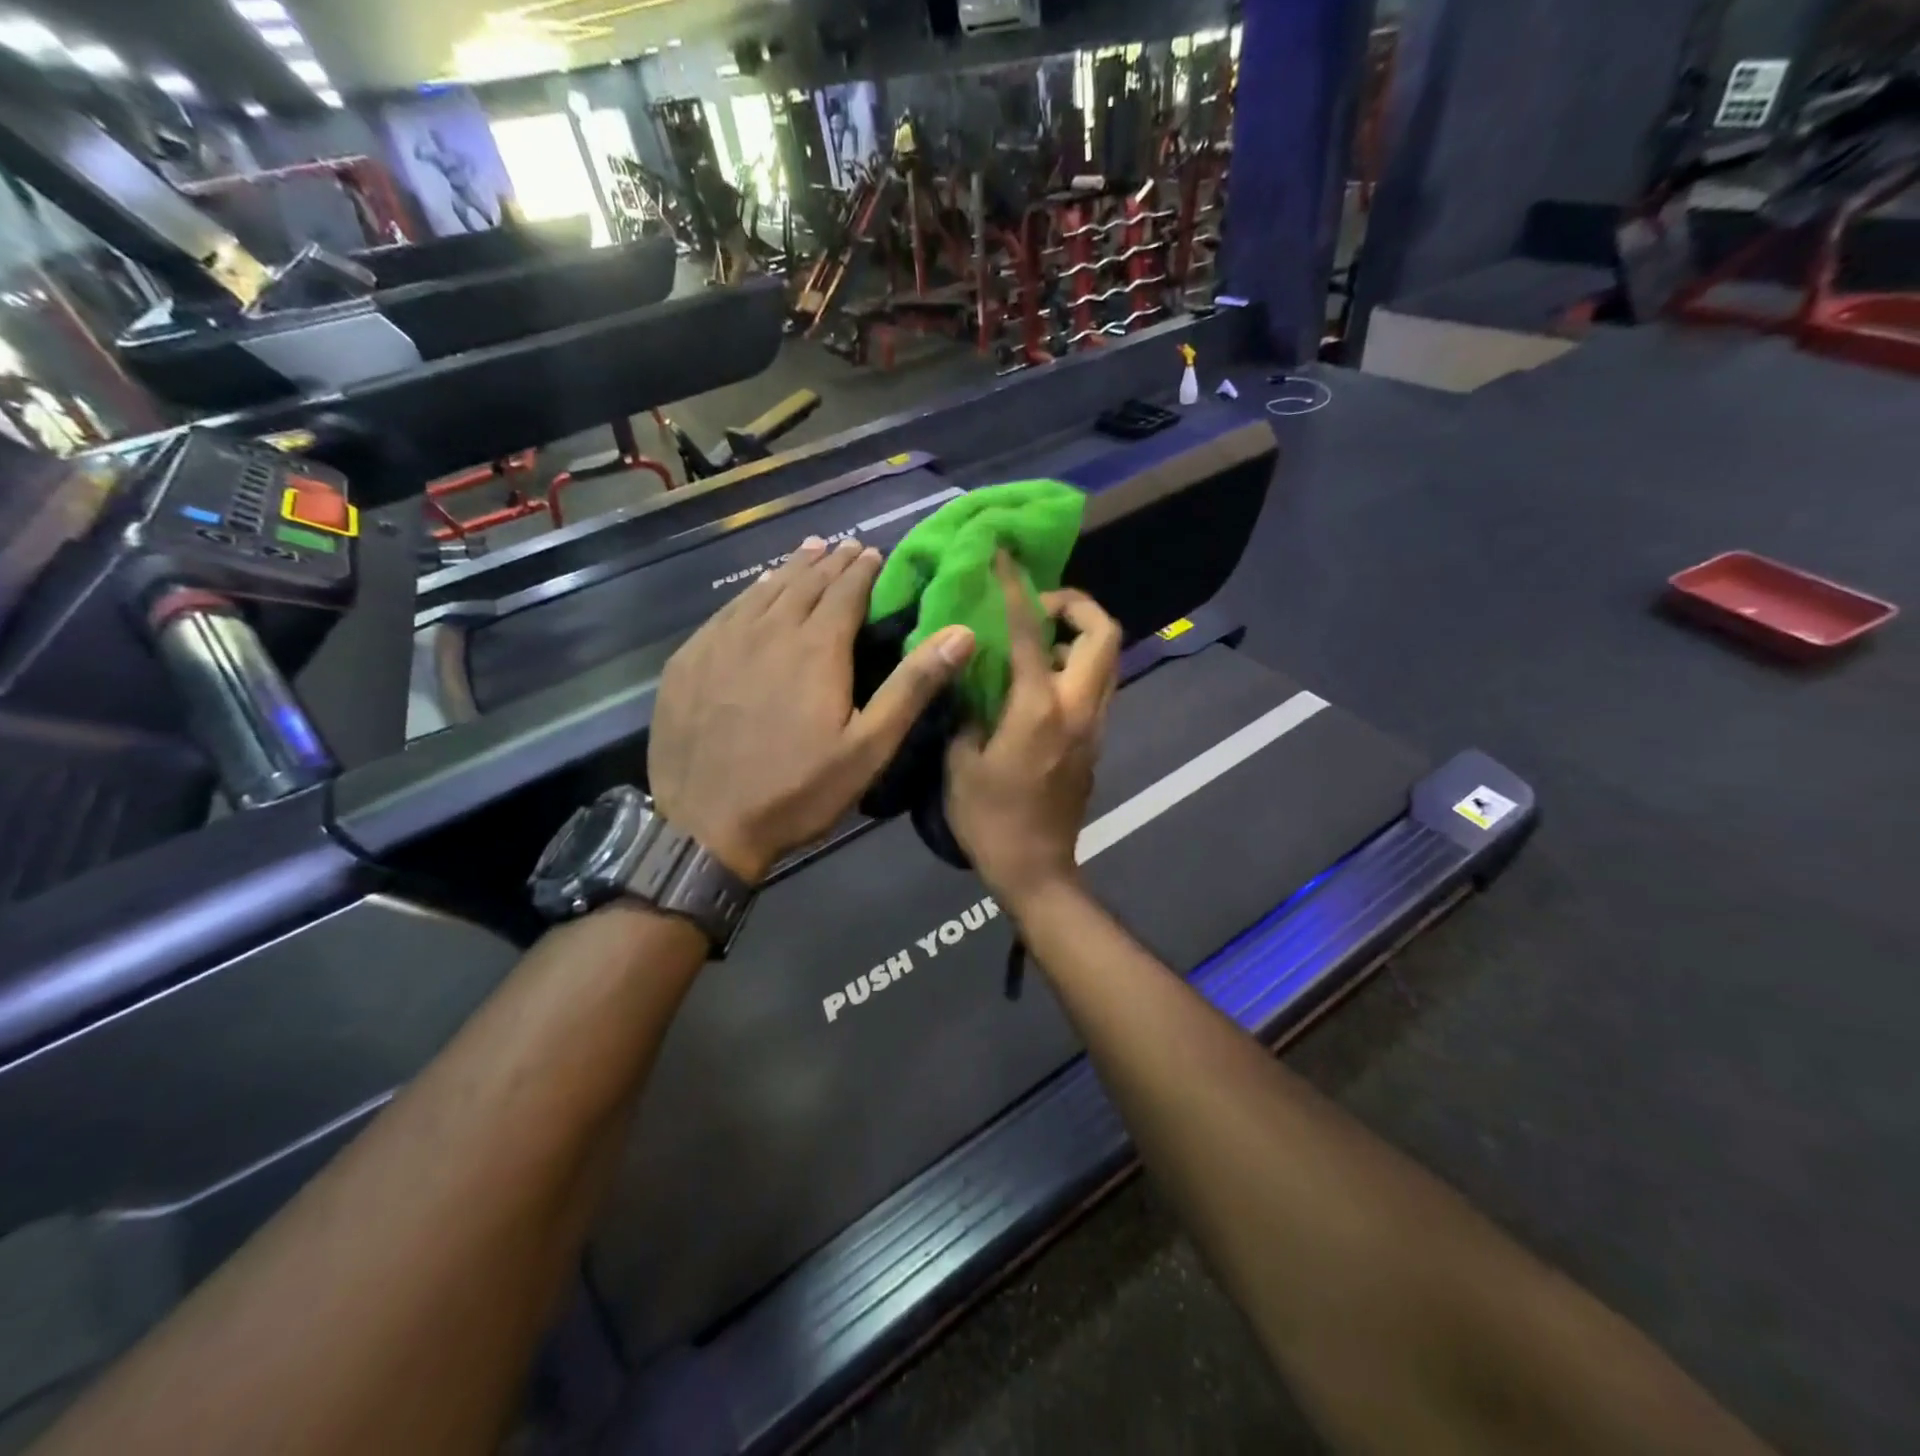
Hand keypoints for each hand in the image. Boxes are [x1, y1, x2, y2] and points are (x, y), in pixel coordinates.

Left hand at [650, 536, 975, 882]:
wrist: (705, 826)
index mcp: (816, 648)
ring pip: (762, 591)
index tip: (873, 552)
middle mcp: (768, 631)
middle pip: (803, 582)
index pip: (844, 591)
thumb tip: (961, 633)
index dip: (861, 569)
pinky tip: (755, 594)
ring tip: (808, 551)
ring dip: (790, 569)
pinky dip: (749, 594)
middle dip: (829, 562)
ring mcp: (721, 642)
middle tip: (845, 547)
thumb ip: (913, 686)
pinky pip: (726, 612)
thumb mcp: (869, 747)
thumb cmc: (798, 791)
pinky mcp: (689, 661)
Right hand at [946, 556, 1120, 909]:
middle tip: (1037, 608)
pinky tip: (1036, 683)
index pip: (1030, 632)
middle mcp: (1078, 707)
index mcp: (1038, 708)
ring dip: (1079, 635)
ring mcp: (1094, 725)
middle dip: (1076, 604)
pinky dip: (1075, 666)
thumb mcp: (960, 763)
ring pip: (1107, 659)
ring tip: (1035, 642)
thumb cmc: (990, 820)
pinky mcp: (1096, 742)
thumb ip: (966, 712)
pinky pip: (1096, 686)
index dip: (1017, 588)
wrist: (1036, 869)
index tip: (1005, 557)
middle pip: (1104, 632)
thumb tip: (970, 682)